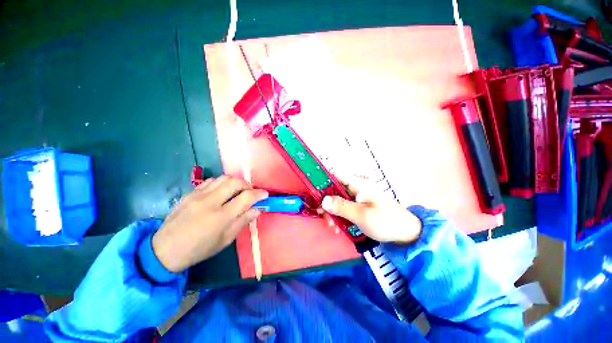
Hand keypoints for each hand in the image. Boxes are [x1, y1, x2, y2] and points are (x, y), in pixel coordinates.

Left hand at [152, 175, 267, 272]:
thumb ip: (243, 221)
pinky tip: (222, 191)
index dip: (259, 194)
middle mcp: (211, 202)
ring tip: (238, 190)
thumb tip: (257, 209)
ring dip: (235, 182)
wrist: (165, 250)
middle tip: (251, 192)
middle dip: (248, 185)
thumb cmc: (199, 249)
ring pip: (224, 178)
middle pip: (236, 182)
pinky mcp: (190, 193)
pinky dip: (221, 183)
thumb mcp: (225, 240)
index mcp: (221, 217)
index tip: (265, 194)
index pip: (246, 197)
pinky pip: (210, 181)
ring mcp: (198, 195)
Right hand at [321, 173, 421, 243]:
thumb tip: (323, 200)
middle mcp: (356, 187)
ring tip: (333, 227)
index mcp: (359, 184)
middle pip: (334, 189)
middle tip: (323, 217)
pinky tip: (338, 228)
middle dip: (327, 203)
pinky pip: (344, 207)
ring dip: (332, 212)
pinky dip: (339, 216)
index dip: (323, 180)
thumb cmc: (386, 222)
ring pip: (337, 200)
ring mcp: (357, 197)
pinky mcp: (358, 205)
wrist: (406, 234)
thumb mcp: (362, 215)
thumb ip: (341, 206)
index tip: (315, 194)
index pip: (336, 174)